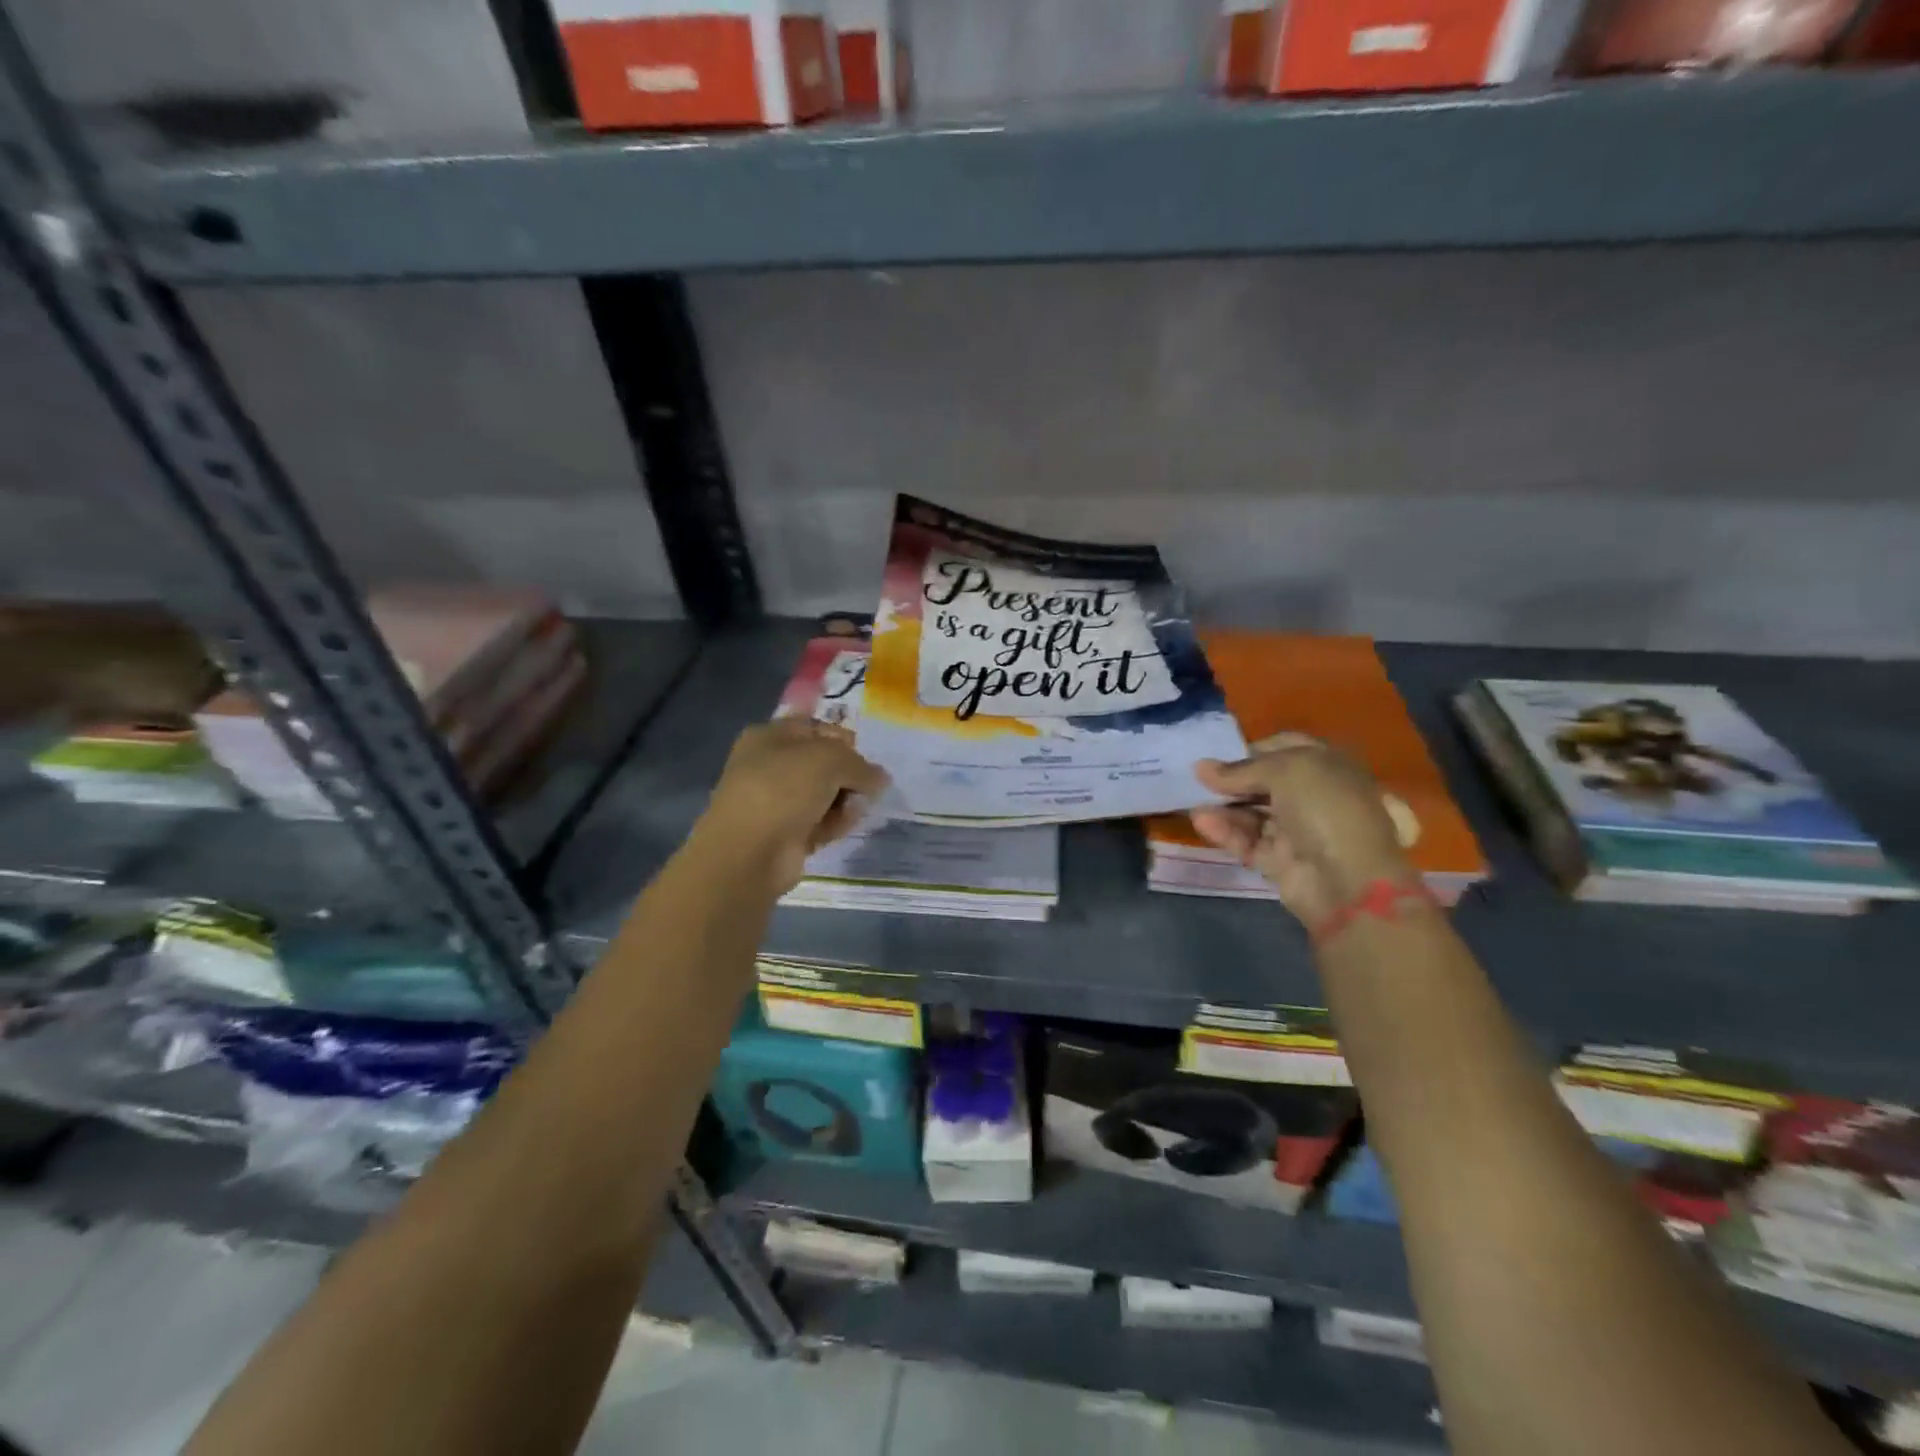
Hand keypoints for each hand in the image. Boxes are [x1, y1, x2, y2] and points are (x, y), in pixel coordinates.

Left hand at [694, 718, 889, 893]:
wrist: (749, 852)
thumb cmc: (783, 789)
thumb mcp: (829, 759)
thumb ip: (860, 764)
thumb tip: (880, 778)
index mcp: (771, 736)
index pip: (816, 728)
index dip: (844, 739)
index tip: (866, 755)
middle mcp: (771, 766)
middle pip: (823, 763)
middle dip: (849, 773)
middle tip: (867, 785)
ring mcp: (777, 802)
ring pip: (824, 794)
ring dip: (845, 799)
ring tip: (857, 807)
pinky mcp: (786, 834)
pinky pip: (821, 822)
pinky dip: (836, 822)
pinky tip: (846, 825)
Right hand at [1192, 733, 1418, 928]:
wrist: (1347, 880)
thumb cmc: (1325, 809)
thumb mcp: (1285, 771)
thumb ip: (1241, 769)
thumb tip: (1201, 768)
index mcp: (1330, 766)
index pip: (1287, 747)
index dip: (1255, 748)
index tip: (1223, 753)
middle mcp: (1315, 796)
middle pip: (1265, 782)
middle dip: (1233, 780)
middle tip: (1200, 780)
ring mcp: (1298, 830)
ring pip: (1253, 813)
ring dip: (1225, 807)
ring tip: (1194, 804)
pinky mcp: (1279, 860)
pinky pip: (1247, 840)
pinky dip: (1226, 831)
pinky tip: (1203, 822)